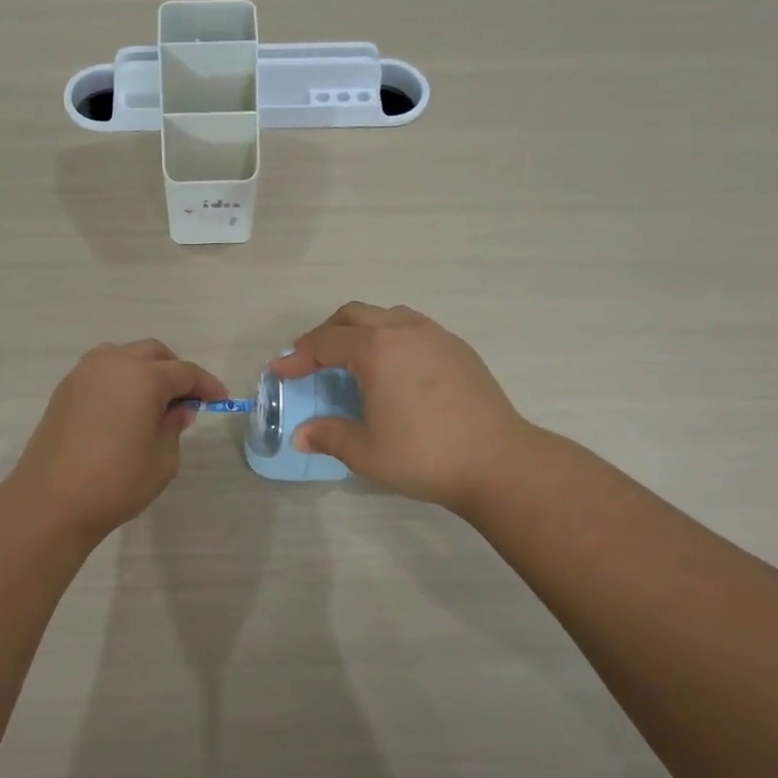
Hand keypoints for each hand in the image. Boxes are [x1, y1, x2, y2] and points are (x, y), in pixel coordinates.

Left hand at [2, 340, 228, 543]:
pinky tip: (125, 409)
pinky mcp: (65, 390)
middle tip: (187, 400)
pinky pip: (102, 371)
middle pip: (154, 354)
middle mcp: (113, 364)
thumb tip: (178, 409)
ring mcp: (84, 374)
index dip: (207, 385)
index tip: (221, 400)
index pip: (185, 372)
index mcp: (143, 377)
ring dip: (145, 370)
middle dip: (175, 371)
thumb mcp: (162, 459)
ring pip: (124, 356)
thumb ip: (174, 426)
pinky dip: (120, 380)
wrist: (52, 501)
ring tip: (154, 402)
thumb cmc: (116, 482)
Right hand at [272, 303, 529, 515]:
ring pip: (388, 316)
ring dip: (362, 330)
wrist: (498, 461)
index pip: (326, 342)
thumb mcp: (365, 451)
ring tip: (353, 360)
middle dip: (326, 334)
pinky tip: (395, 370)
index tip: (280, 370)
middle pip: (354, 315)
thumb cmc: (424, 455)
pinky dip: (392, 338)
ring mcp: (437, 336)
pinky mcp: (459, 349)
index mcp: (377, 349)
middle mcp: (405, 331)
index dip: (298, 356)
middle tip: (312, 361)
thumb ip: (328, 436)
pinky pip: (414, 329)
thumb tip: (301, 435)